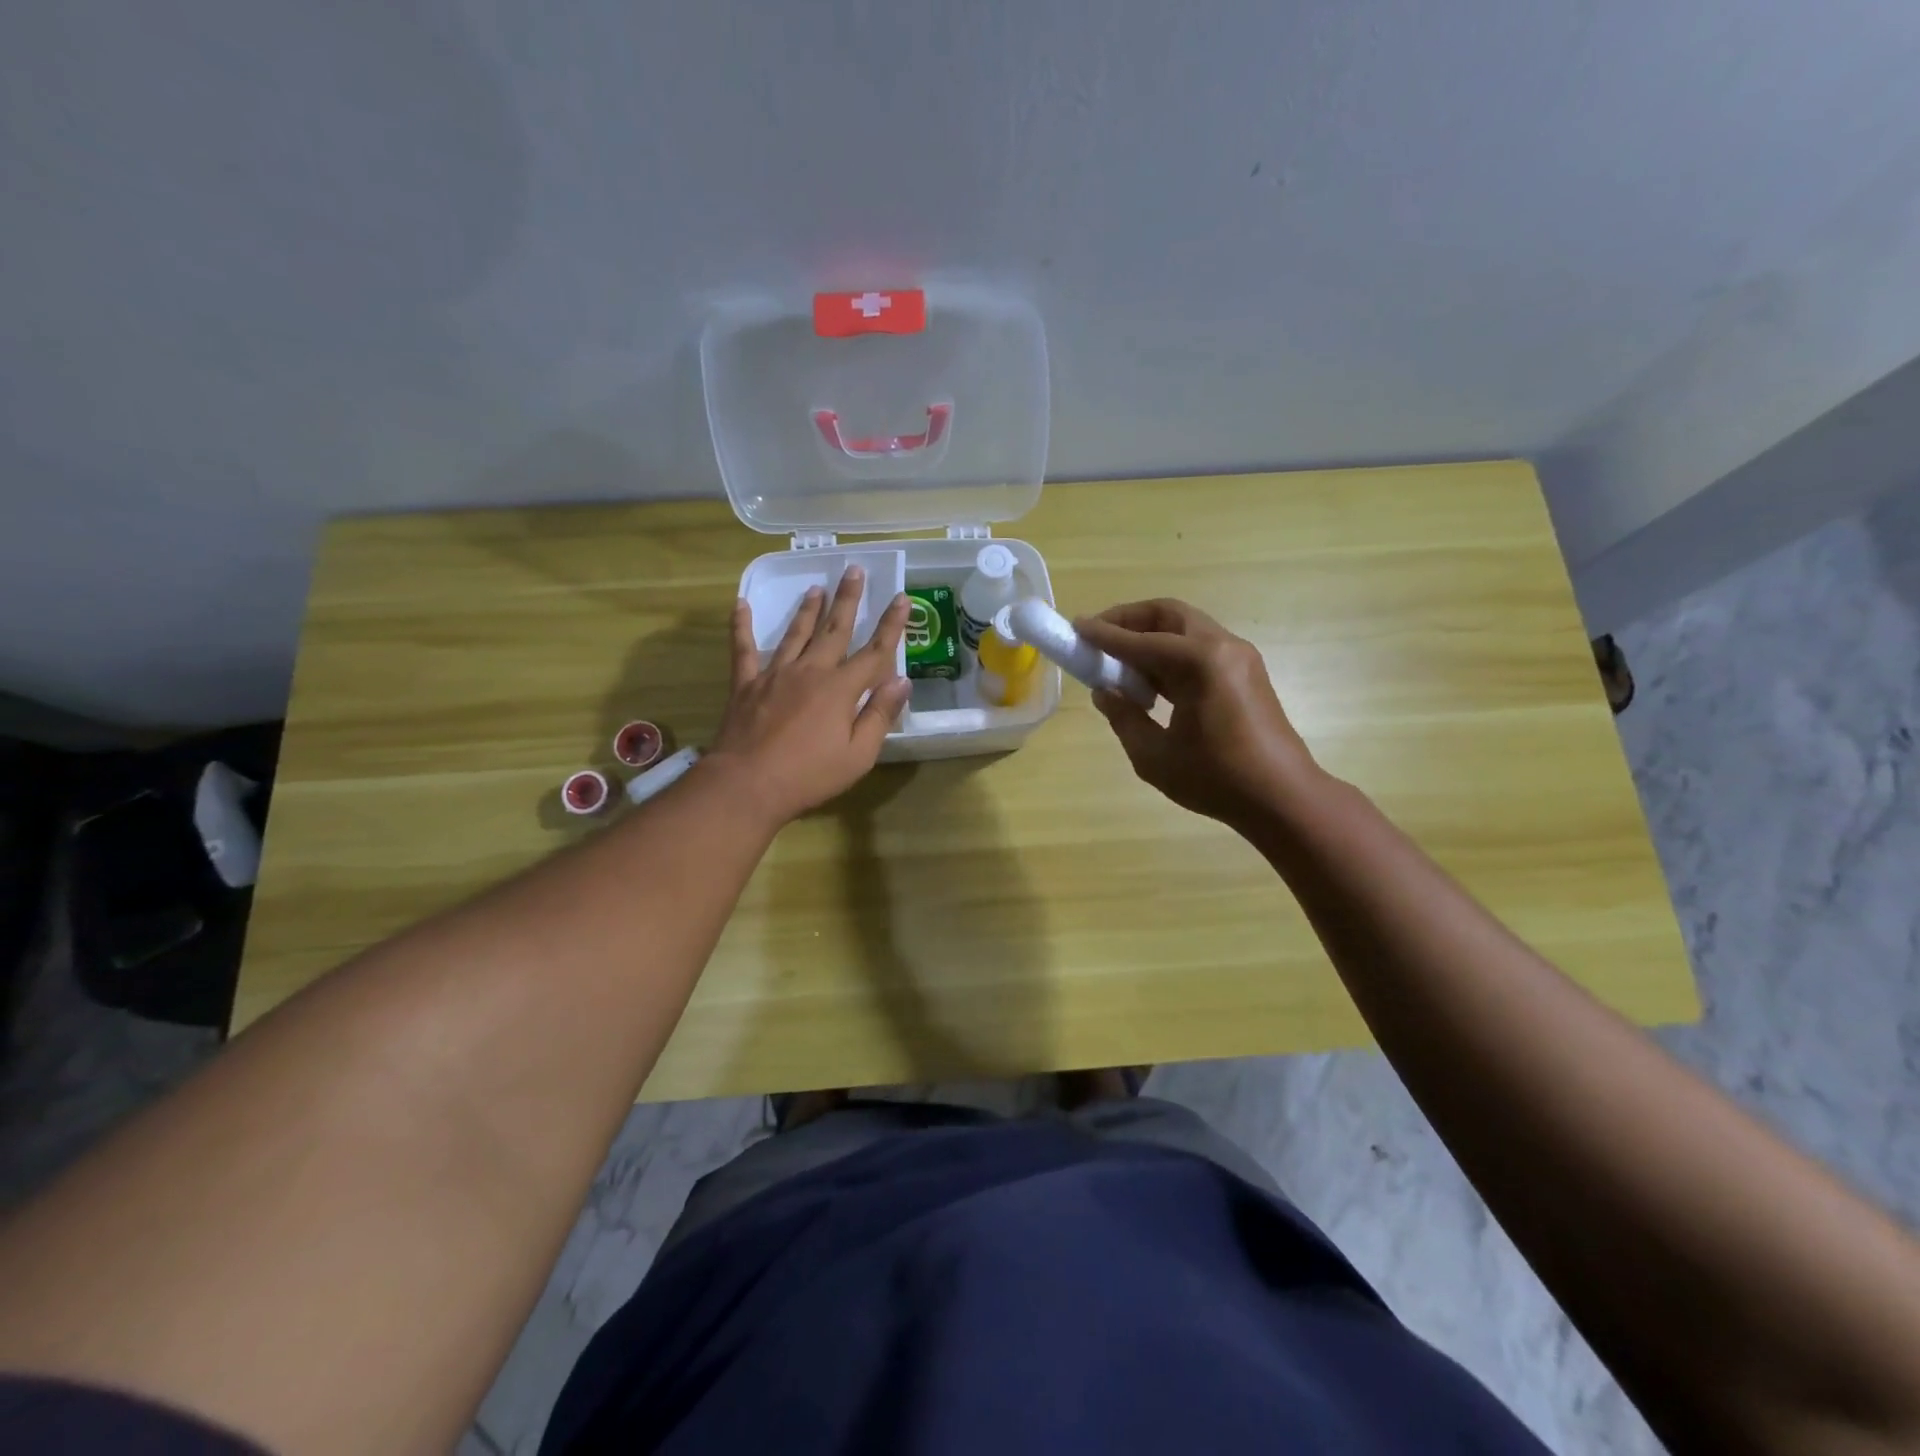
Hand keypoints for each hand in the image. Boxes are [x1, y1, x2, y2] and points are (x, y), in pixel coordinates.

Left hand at [707, 566, 910, 824]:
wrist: (748, 784)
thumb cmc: (809, 775)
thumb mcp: (858, 754)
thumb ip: (879, 715)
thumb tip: (902, 681)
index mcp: (841, 689)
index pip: (874, 652)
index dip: (891, 625)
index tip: (902, 598)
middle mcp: (810, 671)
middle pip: (834, 630)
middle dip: (847, 600)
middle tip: (853, 570)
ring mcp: (775, 674)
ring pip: (796, 633)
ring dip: (808, 609)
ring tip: (816, 587)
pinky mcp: (746, 684)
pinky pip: (743, 649)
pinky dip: (741, 626)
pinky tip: (740, 604)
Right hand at [1076, 599, 1319, 829]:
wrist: (1283, 797)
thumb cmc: (1216, 779)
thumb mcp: (1154, 755)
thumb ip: (1124, 717)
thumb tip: (1104, 692)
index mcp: (1199, 662)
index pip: (1140, 641)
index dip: (1103, 634)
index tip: (1075, 627)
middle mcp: (1222, 647)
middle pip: (1168, 615)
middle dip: (1129, 620)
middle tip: (1099, 636)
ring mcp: (1239, 657)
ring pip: (1186, 628)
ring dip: (1151, 637)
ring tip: (1120, 662)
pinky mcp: (1246, 672)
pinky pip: (1200, 647)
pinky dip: (1171, 652)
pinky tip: (1152, 681)